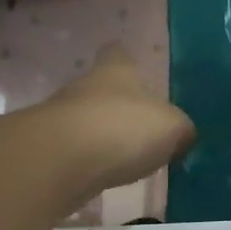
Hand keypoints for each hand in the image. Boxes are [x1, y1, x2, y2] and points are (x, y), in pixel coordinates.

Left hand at [44, 44, 196, 189]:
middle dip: (120, 105)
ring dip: (103, 134)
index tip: (138, 72)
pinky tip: (105, 175)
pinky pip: (75, 151)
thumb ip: (181, 130)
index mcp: (116, 70)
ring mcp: (61, 117)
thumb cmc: (122, 129)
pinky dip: (89, 161)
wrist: (58, 161)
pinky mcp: (47, 149)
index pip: (119, 53)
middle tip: (143, 127)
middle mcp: (85, 86)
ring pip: (87, 119)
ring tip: (127, 157)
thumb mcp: (172, 128)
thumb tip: (183, 136)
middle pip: (103, 89)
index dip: (128, 61)